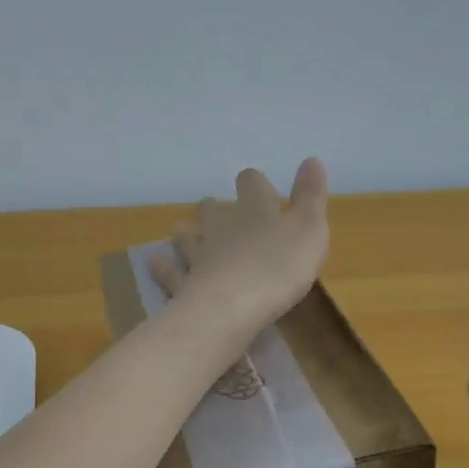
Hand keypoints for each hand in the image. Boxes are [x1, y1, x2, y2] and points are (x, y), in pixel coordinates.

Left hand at [150, 159, 331, 342]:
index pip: (251, 182)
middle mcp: (222, 225)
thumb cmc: (278, 267)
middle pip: (213, 207)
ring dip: (189, 233)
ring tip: (189, 235)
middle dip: (218, 209)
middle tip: (226, 218)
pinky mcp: (183, 283)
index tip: (262, 192)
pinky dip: (164, 267)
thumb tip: (311, 159)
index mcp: (255, 209)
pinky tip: (158, 263)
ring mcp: (198, 254)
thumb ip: (311, 196)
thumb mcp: (310, 230)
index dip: (255, 184)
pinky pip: (170, 271)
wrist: (230, 308)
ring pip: (187, 235)